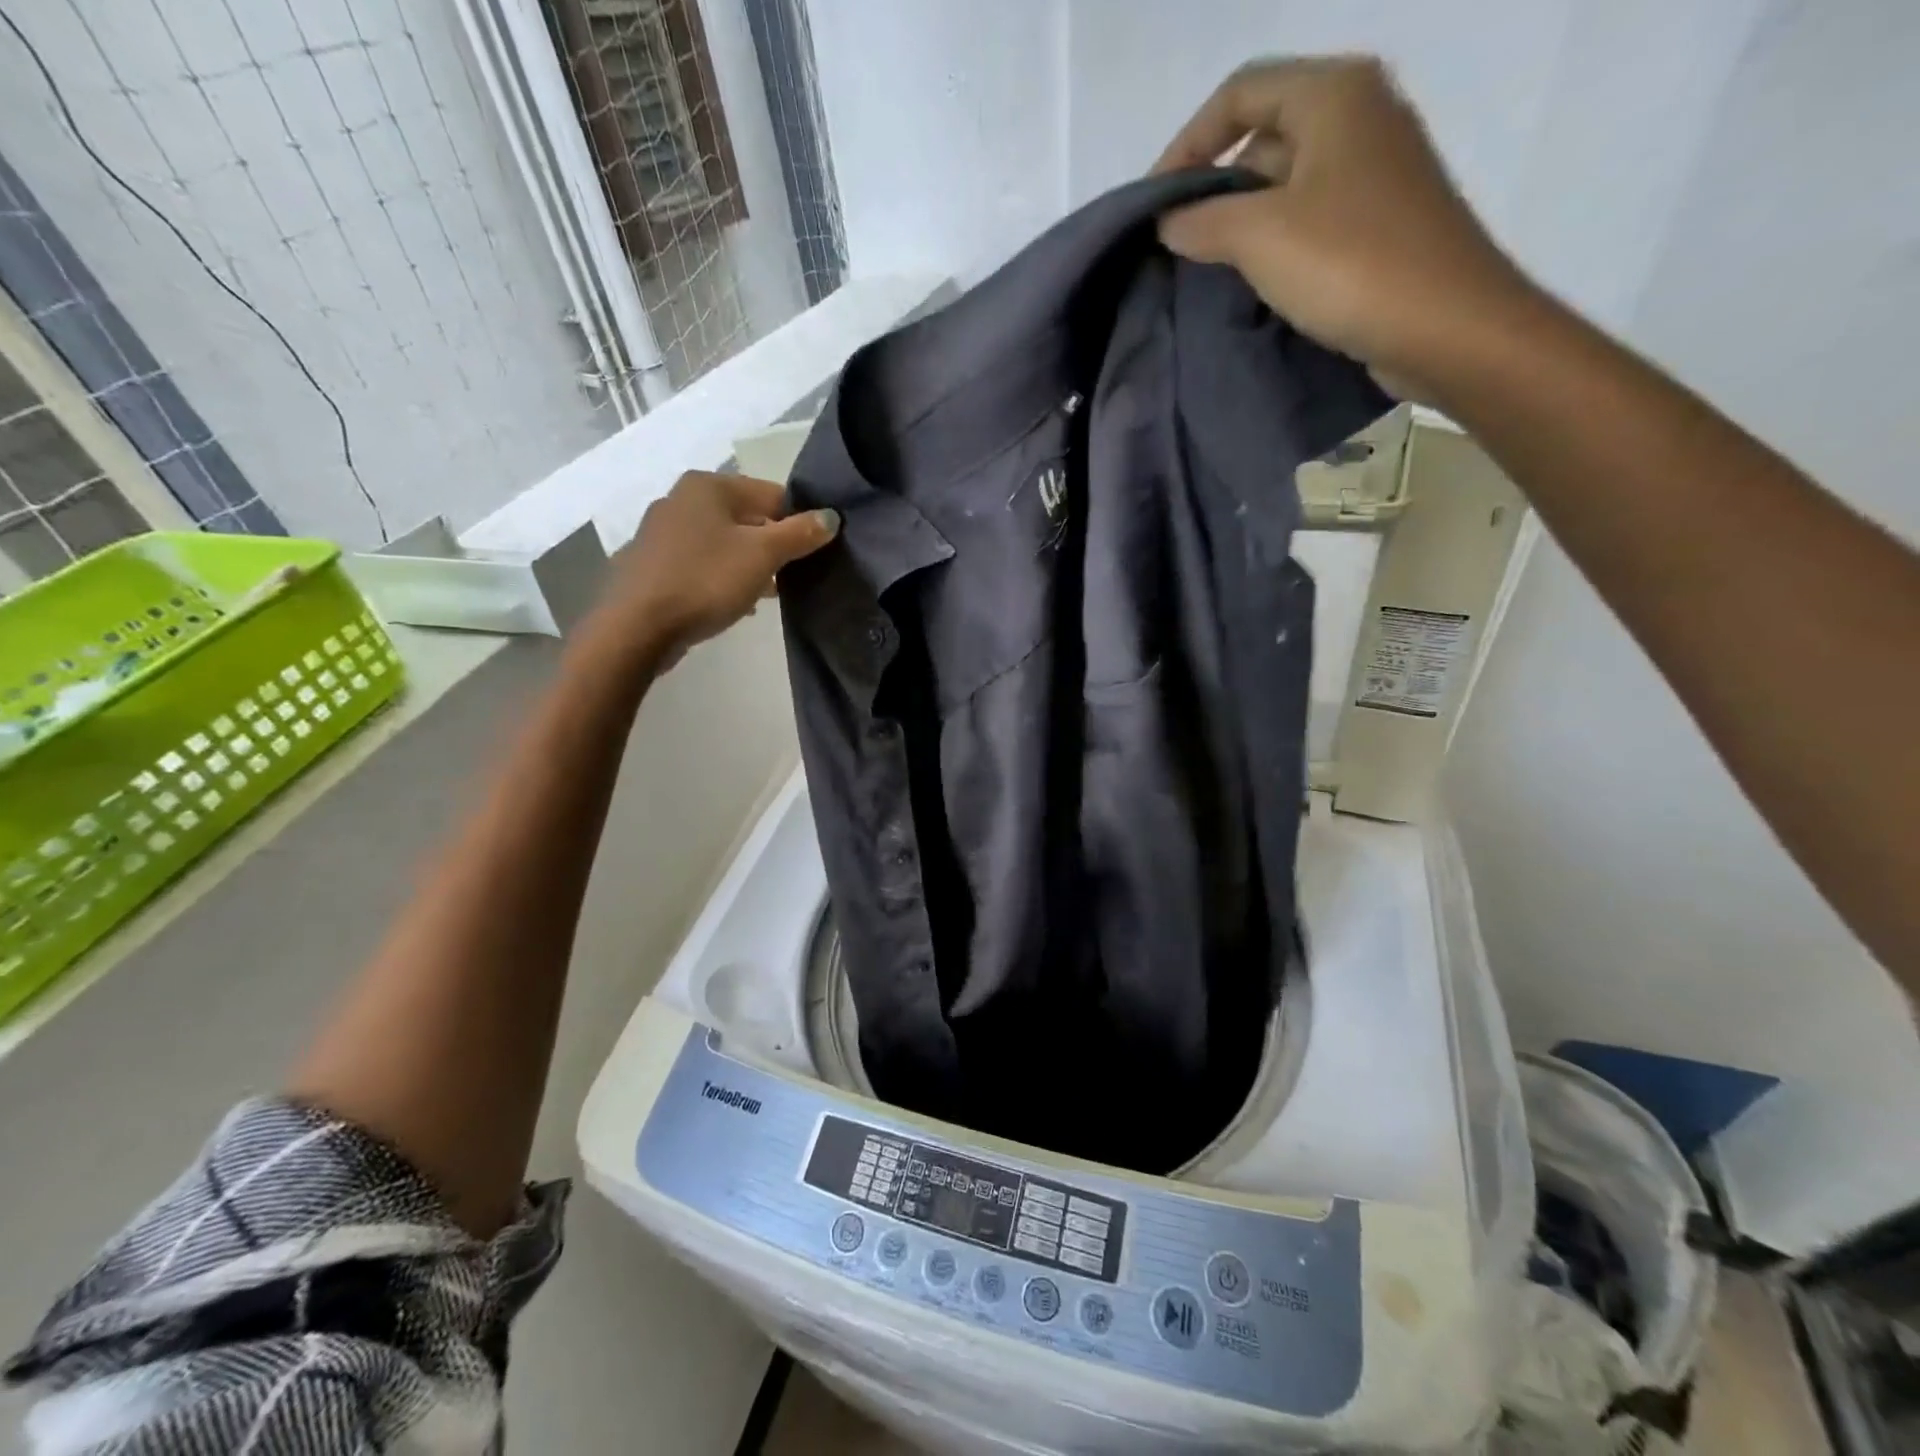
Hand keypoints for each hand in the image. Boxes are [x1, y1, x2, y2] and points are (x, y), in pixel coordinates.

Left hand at [586, 470, 839, 668]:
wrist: (637, 626)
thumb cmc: (705, 580)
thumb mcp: (763, 555)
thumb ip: (800, 533)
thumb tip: (831, 517)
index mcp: (708, 486)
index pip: (772, 493)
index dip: (798, 521)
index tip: (813, 552)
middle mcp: (681, 499)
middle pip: (746, 517)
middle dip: (772, 545)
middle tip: (793, 576)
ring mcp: (662, 533)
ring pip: (723, 542)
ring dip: (749, 564)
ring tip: (768, 593)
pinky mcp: (652, 565)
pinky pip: (701, 564)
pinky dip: (722, 577)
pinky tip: (735, 602)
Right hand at [1154, 57, 1533, 397]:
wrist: (1445, 326)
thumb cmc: (1350, 264)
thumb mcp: (1260, 236)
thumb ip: (1203, 222)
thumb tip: (1168, 222)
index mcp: (1334, 94)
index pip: (1239, 93)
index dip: (1186, 144)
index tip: (1153, 205)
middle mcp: (1359, 116)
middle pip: (1262, 135)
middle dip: (1212, 186)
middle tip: (1173, 242)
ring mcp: (1373, 171)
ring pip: (1284, 182)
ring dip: (1238, 220)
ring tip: (1201, 268)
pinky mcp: (1378, 222)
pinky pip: (1307, 218)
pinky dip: (1271, 242)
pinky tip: (1248, 282)